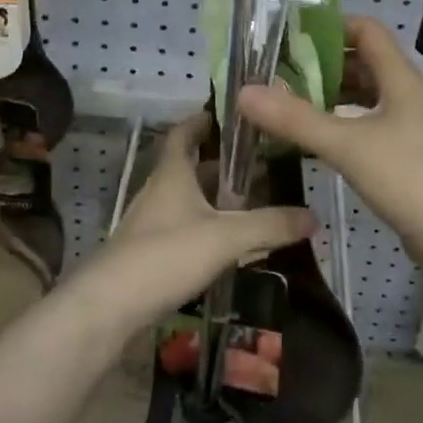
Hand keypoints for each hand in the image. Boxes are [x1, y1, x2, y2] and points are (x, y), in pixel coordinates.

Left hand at [91, 112, 314, 327]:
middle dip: (219, 163)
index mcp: (172, 173)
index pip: (183, 133)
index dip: (203, 120)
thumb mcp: (226, 237)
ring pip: (186, 199)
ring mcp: (150, 223)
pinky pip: (181, 227)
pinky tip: (226, 243)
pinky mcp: (147, 253)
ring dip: (212, 197)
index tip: (230, 115)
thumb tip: (313, 216)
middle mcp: (158, 190)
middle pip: (188, 166)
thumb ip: (270, 225)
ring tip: (250, 201)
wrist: (109, 307)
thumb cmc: (166, 255)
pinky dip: (204, 226)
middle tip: (257, 163)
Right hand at [237, 17, 422, 262]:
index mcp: (401, 79)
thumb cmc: (408, 178)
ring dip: (334, 93)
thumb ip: (296, 119)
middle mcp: (408, 94)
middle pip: (365, 62)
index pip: (367, 31)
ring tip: (293, 101)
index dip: (332, 26)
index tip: (293, 36)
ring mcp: (411, 125)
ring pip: (367, 94)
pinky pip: (371, 123)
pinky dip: (344, 121)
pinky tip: (319, 137)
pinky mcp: (409, 154)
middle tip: (282, 72)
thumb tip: (245, 92)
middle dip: (325, 63)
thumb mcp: (346, 145)